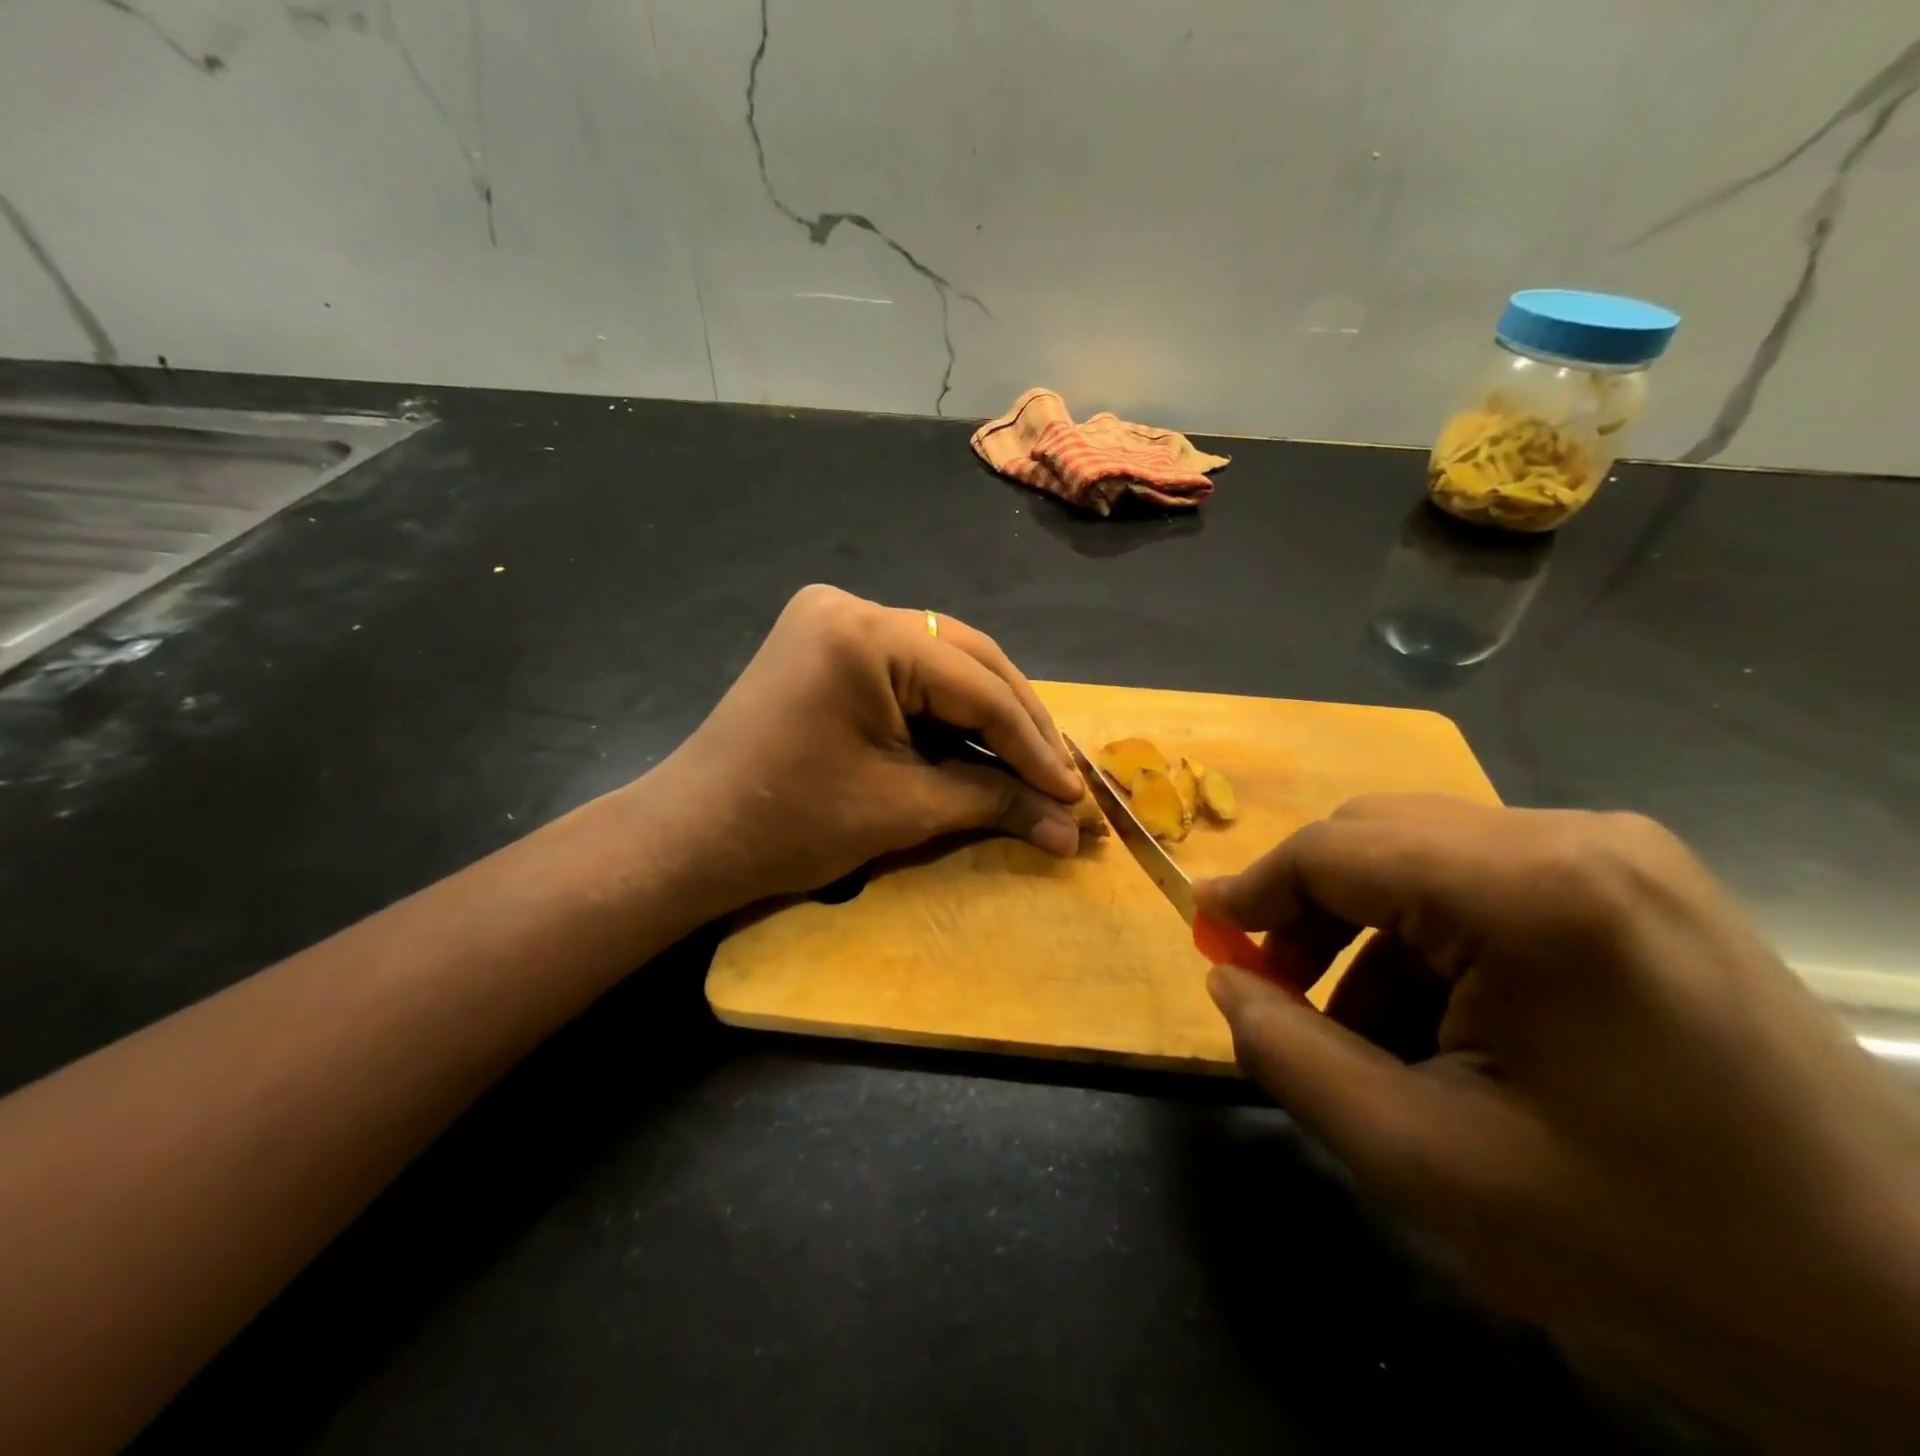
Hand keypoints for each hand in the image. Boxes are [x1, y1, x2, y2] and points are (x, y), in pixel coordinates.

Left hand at [651, 585, 1083, 912]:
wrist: (690, 839)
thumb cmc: (790, 826)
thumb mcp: (904, 811)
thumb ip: (994, 802)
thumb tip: (1071, 829)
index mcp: (866, 635)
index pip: (978, 687)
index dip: (1034, 745)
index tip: (1075, 795)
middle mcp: (852, 606)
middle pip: (967, 661)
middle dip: (1018, 724)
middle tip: (1061, 778)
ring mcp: (834, 619)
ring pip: (943, 663)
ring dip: (988, 715)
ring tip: (1032, 765)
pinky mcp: (825, 644)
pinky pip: (908, 672)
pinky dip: (946, 711)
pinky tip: (979, 744)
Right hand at [1195, 796, 1919, 1449]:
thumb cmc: (1659, 1250)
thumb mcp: (1430, 1164)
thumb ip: (1292, 1057)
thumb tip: (1225, 978)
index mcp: (1536, 890)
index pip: (1336, 850)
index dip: (1254, 891)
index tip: (1207, 936)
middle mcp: (1579, 836)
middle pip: (1377, 836)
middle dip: (1308, 909)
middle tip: (1279, 992)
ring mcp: (1622, 853)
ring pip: (1424, 855)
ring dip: (1368, 930)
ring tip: (1362, 1029)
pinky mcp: (1641, 885)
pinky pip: (1485, 880)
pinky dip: (1431, 938)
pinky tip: (1445, 1022)